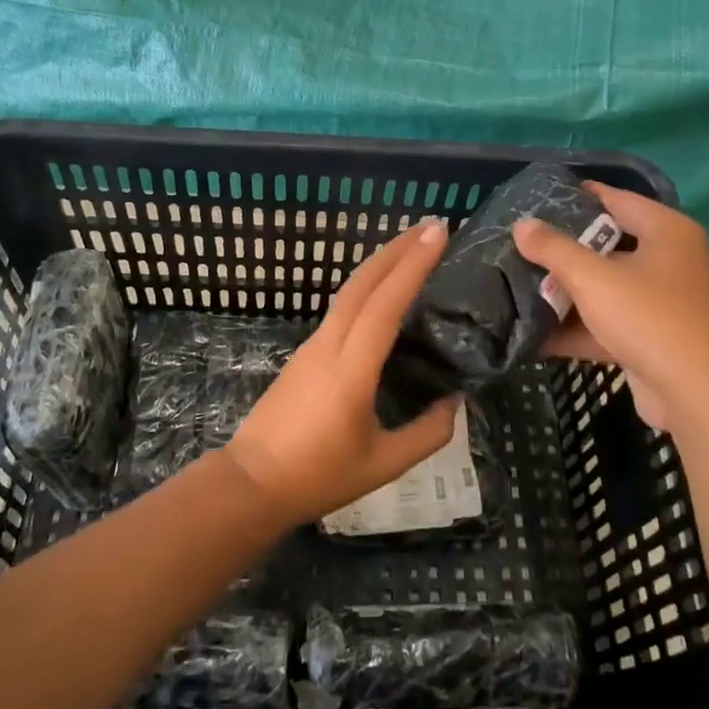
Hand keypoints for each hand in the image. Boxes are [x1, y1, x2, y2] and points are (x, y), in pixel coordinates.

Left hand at [223, 220, 462, 526]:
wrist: (252, 483)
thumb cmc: (319, 476)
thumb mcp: (385, 463)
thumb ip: (428, 433)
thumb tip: (455, 402)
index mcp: (352, 369)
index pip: (386, 303)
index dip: (413, 265)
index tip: (438, 233)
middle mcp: (329, 344)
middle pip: (363, 282)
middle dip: (397, 248)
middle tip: (431, 224)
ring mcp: (312, 345)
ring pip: (349, 290)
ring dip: (381, 262)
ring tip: (412, 247)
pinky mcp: (304, 353)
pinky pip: (341, 307)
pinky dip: (367, 286)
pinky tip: (383, 290)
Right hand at [512, 183, 708, 433]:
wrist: (698, 395)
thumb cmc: (649, 317)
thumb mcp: (593, 277)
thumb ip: (553, 248)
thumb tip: (521, 225)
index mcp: (665, 231)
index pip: (616, 198)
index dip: (577, 196)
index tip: (536, 199)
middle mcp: (668, 260)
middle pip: (606, 245)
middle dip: (562, 250)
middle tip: (518, 244)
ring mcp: (660, 302)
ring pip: (604, 288)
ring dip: (565, 293)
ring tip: (515, 285)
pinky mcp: (650, 338)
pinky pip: (605, 324)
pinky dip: (575, 328)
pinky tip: (533, 334)